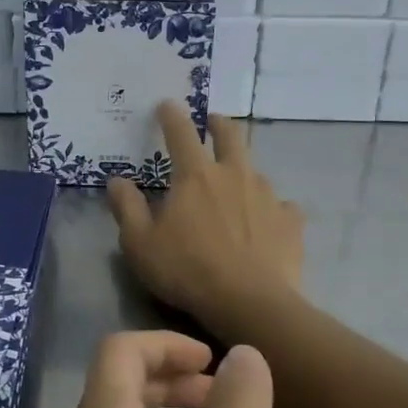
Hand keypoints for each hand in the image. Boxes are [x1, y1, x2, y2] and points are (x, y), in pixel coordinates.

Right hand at [107, 103, 305, 335]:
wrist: (249, 302)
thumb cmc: (187, 271)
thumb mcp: (140, 244)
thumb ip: (127, 208)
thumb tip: (117, 180)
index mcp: (195, 176)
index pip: (180, 133)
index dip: (171, 116)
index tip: (166, 105)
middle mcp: (234, 174)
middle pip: (229, 136)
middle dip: (218, 124)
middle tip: (212, 122)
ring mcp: (267, 195)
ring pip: (255, 171)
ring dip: (243, 171)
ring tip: (236, 186)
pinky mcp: (291, 220)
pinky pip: (281, 205)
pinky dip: (271, 209)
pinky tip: (267, 222)